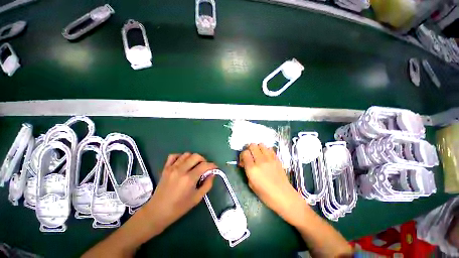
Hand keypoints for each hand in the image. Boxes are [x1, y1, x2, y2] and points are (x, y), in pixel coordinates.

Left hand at [142, 153, 215, 232]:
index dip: (212, 165)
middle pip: (196, 156)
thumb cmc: (179, 207)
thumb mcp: (197, 198)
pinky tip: (183, 163)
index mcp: (189, 179)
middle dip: (203, 160)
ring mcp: (172, 168)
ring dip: (193, 158)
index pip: (204, 165)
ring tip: (194, 165)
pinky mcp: (166, 168)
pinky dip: (180, 157)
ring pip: (186, 154)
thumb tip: (212, 174)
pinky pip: (174, 156)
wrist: (158, 212)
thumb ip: (207, 184)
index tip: (215, 167)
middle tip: (204, 167)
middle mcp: (181, 170)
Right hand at [239, 144, 307, 225]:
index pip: (244, 153)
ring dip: (257, 148)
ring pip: (261, 144)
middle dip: (248, 149)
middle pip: (252, 145)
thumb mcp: (251, 184)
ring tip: (258, 155)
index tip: (243, 161)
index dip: (242, 155)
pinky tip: (266, 157)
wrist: (284, 196)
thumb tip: (245, 163)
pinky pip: (269, 149)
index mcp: (252, 169)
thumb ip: (247, 171)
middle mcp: (260, 161)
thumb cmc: (265, 194)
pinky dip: (265, 150)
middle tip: (250, 156)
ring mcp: (270, 159)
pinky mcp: (277, 159)